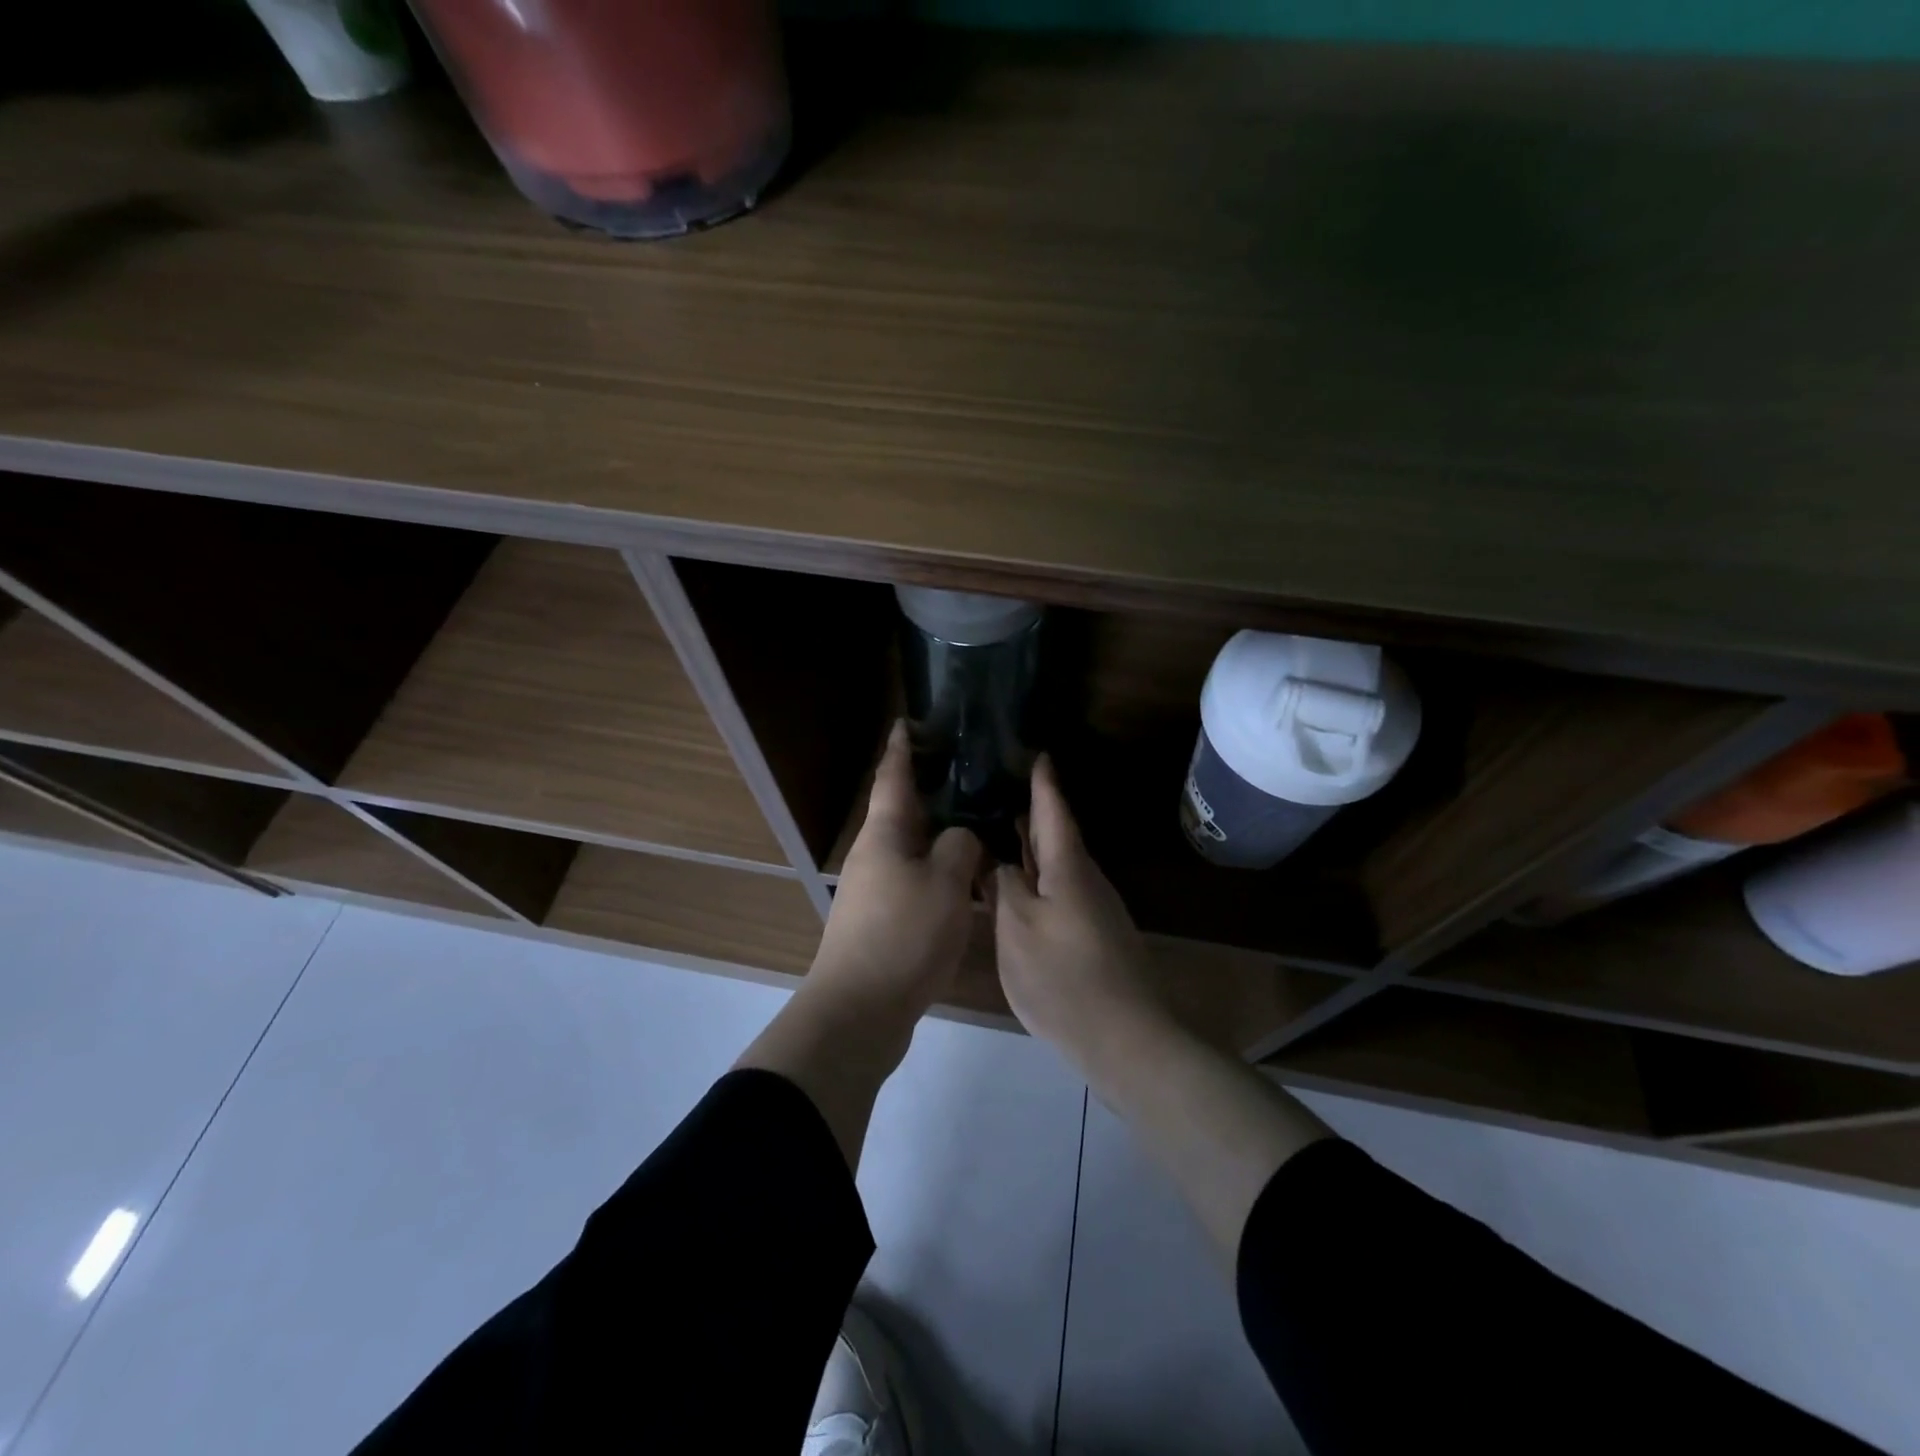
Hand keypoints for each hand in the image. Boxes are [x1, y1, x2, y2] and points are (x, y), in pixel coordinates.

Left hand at [808, 719, 982, 1026]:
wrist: (860, 1011)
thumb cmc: (903, 935)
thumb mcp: (945, 883)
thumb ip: (960, 847)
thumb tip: (961, 838)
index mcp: (885, 834)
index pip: (893, 777)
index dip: (902, 748)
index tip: (908, 722)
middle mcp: (875, 854)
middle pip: (903, 811)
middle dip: (929, 789)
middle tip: (966, 771)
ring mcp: (875, 889)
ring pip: (912, 848)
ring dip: (939, 834)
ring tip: (977, 822)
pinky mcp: (883, 920)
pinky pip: (915, 880)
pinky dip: (939, 870)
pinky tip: (967, 879)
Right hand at [991, 755, 1174, 1076]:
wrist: (1125, 1037)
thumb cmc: (1063, 976)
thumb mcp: (1018, 928)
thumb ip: (1004, 887)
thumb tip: (997, 861)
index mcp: (1067, 867)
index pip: (1053, 811)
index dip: (1043, 782)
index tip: (1037, 752)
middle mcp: (1085, 879)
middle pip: (1056, 836)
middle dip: (1032, 812)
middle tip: (1001, 789)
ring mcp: (1093, 908)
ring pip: (1058, 865)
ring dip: (1032, 847)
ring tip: (1001, 831)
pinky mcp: (1093, 935)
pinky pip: (1059, 890)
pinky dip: (1038, 877)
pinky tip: (1020, 886)